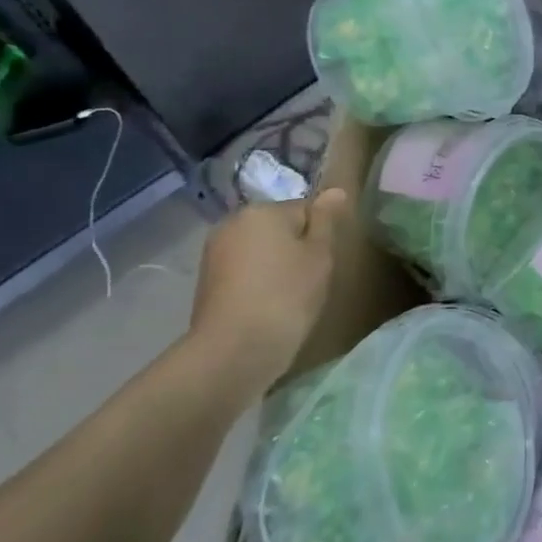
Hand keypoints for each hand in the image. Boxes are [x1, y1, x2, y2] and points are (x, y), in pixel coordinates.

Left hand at [188, 188, 344, 386]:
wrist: (235, 350)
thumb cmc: (287, 295)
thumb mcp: (320, 255)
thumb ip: (326, 220)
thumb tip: (335, 191)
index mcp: (262, 210)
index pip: (305, 210)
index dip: (320, 236)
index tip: (323, 263)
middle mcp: (232, 223)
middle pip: (279, 228)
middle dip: (295, 248)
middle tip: (309, 281)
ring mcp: (215, 253)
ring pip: (261, 251)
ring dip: (276, 267)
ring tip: (288, 298)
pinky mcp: (207, 281)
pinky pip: (244, 272)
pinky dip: (257, 284)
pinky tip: (266, 307)